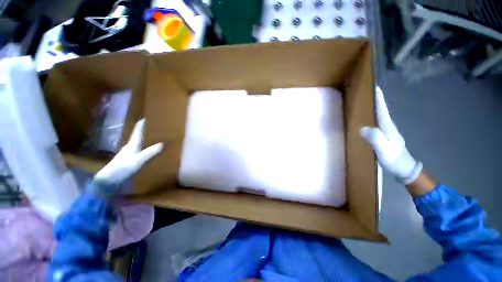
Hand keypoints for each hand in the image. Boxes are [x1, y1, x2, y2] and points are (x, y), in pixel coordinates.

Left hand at [93, 119, 162, 188]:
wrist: (109, 181)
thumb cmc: (123, 168)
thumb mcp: (139, 160)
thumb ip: (151, 152)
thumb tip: (163, 144)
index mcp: (132, 143)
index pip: (137, 130)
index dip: (143, 123)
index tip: (149, 117)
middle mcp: (130, 146)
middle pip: (139, 135)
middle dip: (147, 130)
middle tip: (157, 127)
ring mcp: (129, 153)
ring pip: (139, 142)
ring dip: (146, 138)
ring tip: (156, 137)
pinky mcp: (129, 159)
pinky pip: (140, 149)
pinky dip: (146, 147)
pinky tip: (151, 150)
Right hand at [360, 87, 421, 184]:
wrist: (405, 169)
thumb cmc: (394, 159)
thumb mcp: (384, 150)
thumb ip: (375, 138)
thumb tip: (363, 128)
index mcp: (388, 128)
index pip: (382, 110)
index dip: (379, 99)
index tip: (375, 88)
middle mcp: (388, 127)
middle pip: (381, 111)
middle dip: (375, 101)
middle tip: (366, 94)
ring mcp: (387, 132)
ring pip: (379, 117)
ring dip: (373, 109)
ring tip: (364, 104)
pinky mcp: (385, 137)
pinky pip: (377, 124)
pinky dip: (372, 119)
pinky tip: (367, 120)